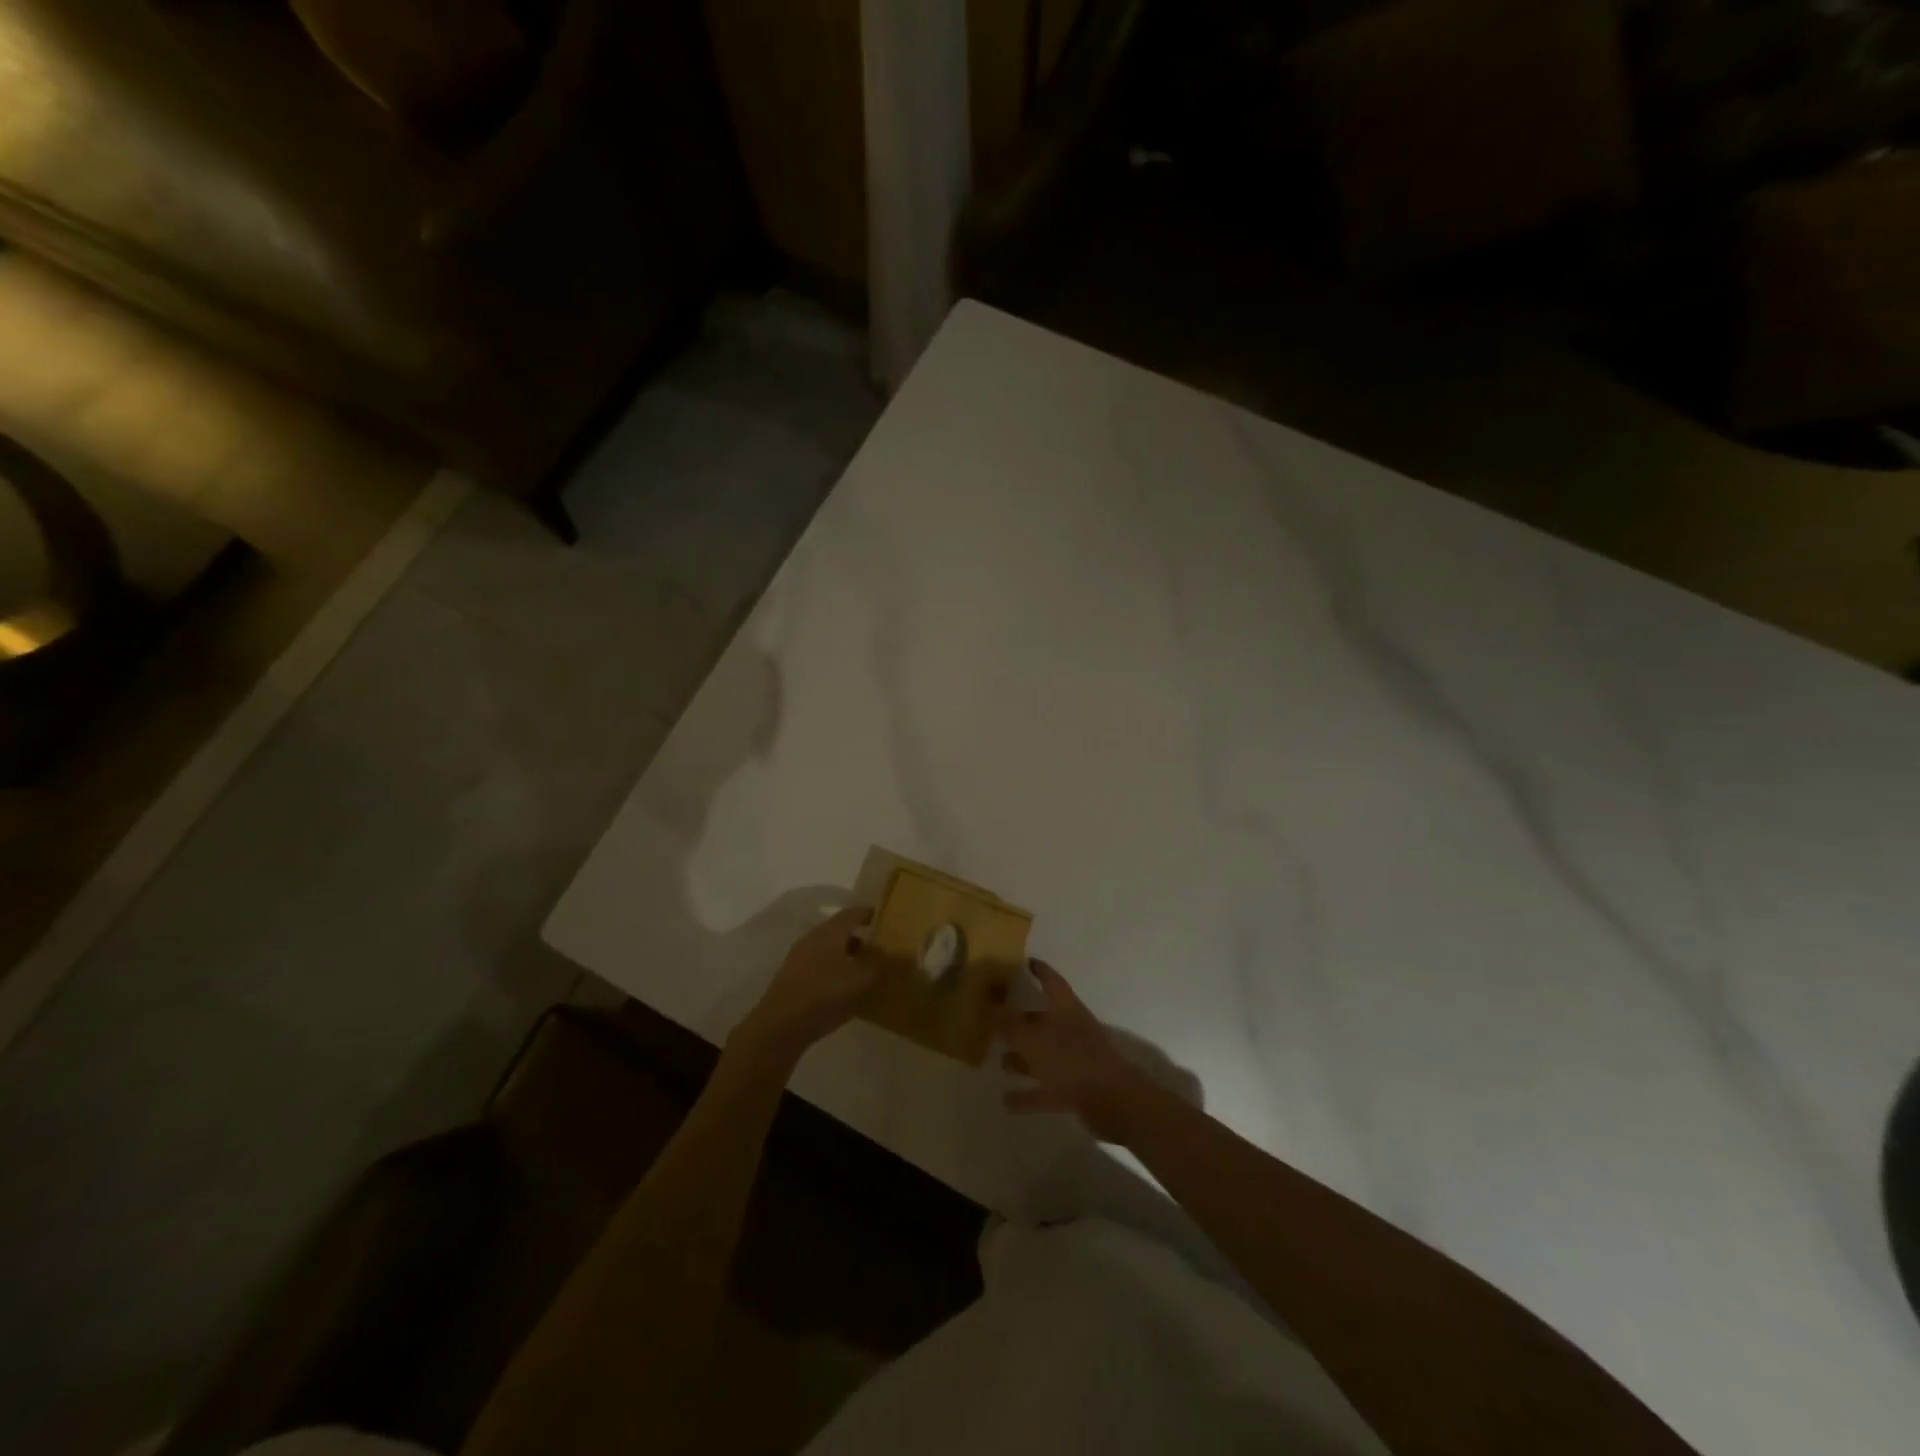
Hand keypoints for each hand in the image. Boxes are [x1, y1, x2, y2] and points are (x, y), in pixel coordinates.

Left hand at [731, 908, 880, 1067]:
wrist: (778, 1029)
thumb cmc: (823, 997)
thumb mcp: (861, 983)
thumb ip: (884, 967)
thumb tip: (904, 955)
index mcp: (829, 932)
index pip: (853, 913)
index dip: (872, 914)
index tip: (889, 919)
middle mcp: (812, 938)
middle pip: (841, 930)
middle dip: (862, 936)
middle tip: (883, 947)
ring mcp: (799, 958)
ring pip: (830, 948)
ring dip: (849, 954)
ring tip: (867, 970)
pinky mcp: (792, 978)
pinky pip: (820, 964)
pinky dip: (836, 968)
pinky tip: (845, 988)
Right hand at [998, 960, 1156, 1142]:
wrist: (1114, 1101)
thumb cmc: (1072, 1060)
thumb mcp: (1034, 1039)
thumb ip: (1011, 1025)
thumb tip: (993, 1009)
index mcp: (1066, 1010)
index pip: (1052, 982)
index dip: (1040, 971)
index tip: (1027, 962)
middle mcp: (1072, 1031)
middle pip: (1045, 1022)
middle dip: (1023, 1023)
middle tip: (998, 1023)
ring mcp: (1076, 1062)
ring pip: (1044, 1057)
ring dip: (1023, 1060)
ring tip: (1001, 1062)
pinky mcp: (1077, 1090)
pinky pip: (1047, 1089)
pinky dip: (1029, 1095)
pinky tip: (1007, 1102)